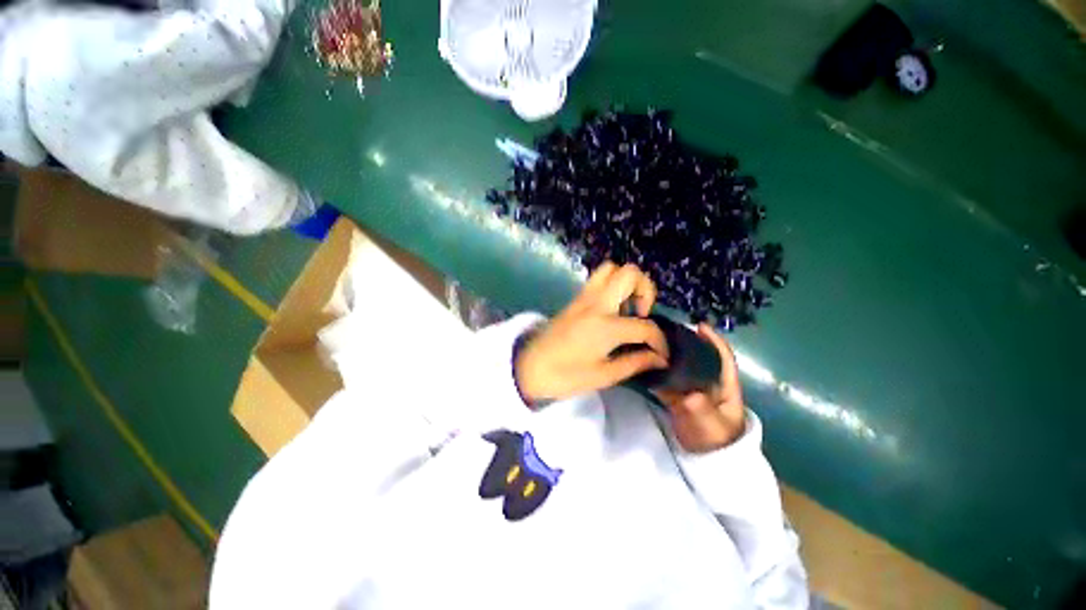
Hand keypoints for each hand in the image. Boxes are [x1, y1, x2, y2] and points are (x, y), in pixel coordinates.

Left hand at [515, 262, 669, 401]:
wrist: (529, 367)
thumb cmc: (564, 376)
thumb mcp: (603, 376)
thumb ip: (635, 363)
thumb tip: (659, 359)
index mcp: (605, 325)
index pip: (645, 326)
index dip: (660, 342)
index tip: (662, 355)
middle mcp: (597, 303)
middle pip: (630, 274)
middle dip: (646, 290)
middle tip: (641, 314)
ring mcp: (584, 297)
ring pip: (611, 268)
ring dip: (627, 283)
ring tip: (627, 308)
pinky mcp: (575, 299)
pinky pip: (598, 280)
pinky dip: (612, 286)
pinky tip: (612, 310)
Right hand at [654, 324, 745, 452]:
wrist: (706, 462)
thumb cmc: (716, 441)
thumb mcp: (711, 427)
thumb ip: (701, 410)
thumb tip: (688, 395)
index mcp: (725, 386)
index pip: (723, 358)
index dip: (714, 340)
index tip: (699, 326)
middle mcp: (709, 383)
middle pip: (699, 356)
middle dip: (687, 342)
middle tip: (667, 331)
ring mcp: (693, 388)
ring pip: (682, 367)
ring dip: (671, 355)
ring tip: (654, 342)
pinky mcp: (679, 396)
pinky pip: (669, 379)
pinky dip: (660, 370)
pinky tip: (647, 363)